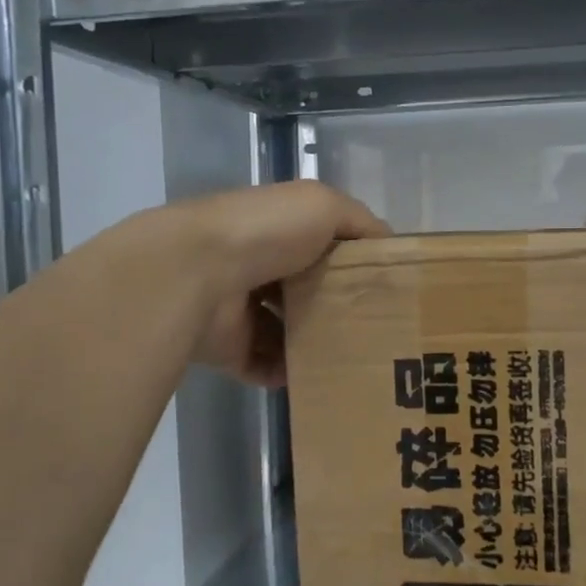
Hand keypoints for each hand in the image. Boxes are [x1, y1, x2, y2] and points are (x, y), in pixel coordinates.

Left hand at [166, 182, 389, 386]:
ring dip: (313, 345)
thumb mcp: (326, 206)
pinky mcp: (228, 348)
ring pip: (286, 331)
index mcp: (278, 230)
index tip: (385, 287)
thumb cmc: (267, 232)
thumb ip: (360, 222)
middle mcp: (258, 266)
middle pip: (306, 292)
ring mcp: (240, 309)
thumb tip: (388, 245)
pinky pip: (264, 365)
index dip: (352, 263)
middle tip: (376, 331)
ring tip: (352, 360)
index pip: (321, 246)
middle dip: (336, 309)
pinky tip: (316, 379)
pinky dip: (286, 374)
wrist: (197, 272)